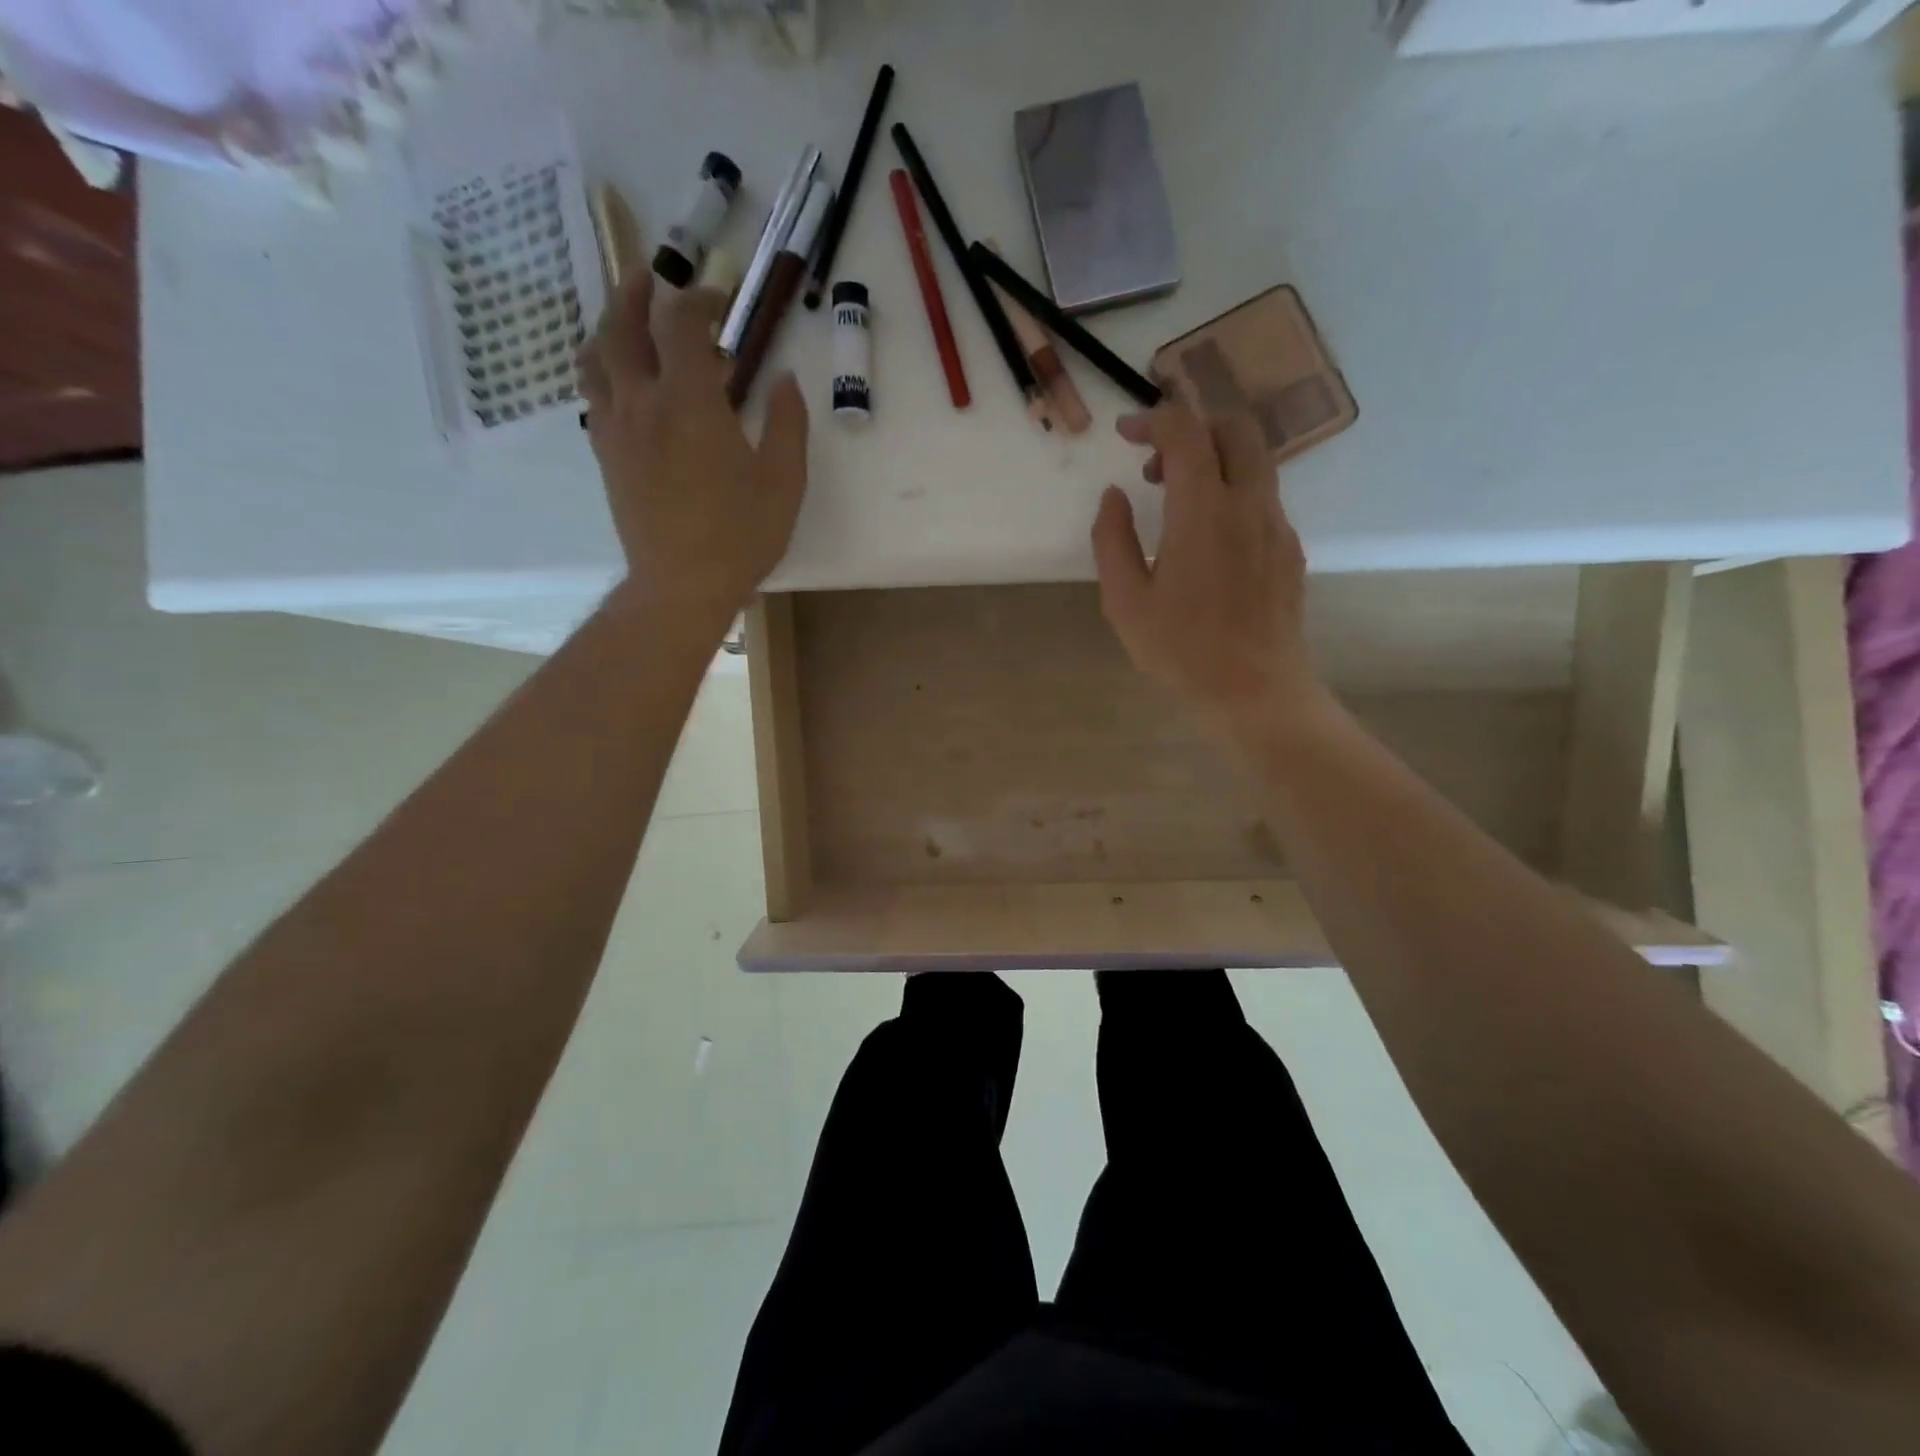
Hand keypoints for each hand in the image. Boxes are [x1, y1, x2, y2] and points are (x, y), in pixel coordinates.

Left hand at [579, 271, 809, 627]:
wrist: (681, 584)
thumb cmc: (740, 535)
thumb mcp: (783, 481)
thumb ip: (787, 423)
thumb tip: (784, 379)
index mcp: (689, 400)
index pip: (680, 323)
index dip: (698, 300)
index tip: (719, 300)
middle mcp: (642, 402)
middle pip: (622, 325)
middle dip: (636, 293)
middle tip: (651, 278)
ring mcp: (616, 429)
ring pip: (596, 357)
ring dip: (608, 327)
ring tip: (625, 320)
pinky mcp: (606, 456)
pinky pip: (594, 396)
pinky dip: (604, 372)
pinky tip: (621, 382)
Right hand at [1092, 403, 1321, 736]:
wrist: (1255, 690)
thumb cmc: (1181, 650)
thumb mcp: (1125, 600)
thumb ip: (1112, 539)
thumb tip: (1114, 496)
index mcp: (1203, 511)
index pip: (1185, 432)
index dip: (1152, 419)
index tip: (1125, 434)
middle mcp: (1248, 504)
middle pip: (1234, 428)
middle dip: (1192, 428)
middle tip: (1155, 464)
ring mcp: (1277, 525)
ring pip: (1254, 460)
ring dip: (1213, 460)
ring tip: (1177, 502)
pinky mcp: (1289, 548)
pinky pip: (1262, 497)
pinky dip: (1231, 492)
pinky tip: (1207, 540)